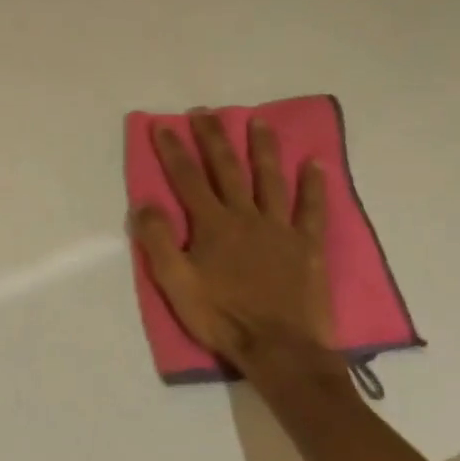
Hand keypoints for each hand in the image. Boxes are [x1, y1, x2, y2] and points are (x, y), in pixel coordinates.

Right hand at [131, 112, 341, 381]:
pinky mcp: (307, 245)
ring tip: (258, 122)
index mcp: (212, 226)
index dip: (174, 151)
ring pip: (270, 179)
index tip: (164, 125)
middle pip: (228, 169)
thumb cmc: (222, 317)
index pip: (188, 179)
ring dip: (263, 149)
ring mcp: (280, 228)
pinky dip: (314, 186)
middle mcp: (246, 217)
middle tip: (205, 112)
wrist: (279, 348)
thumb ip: (158, 241)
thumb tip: (144, 203)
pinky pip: (311, 209)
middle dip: (214, 139)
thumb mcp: (176, 284)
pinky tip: (315, 164)